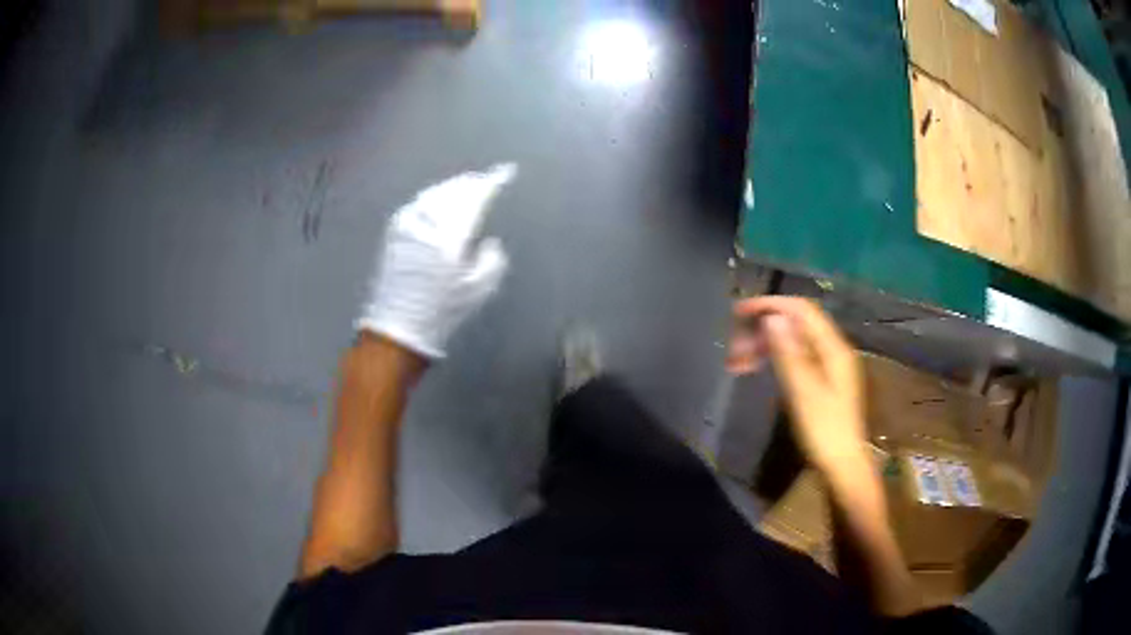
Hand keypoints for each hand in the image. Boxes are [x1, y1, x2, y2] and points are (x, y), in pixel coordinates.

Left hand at [356, 163, 516, 358]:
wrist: (396, 329)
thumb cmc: (441, 312)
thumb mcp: (479, 291)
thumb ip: (492, 260)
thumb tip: (488, 242)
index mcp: (450, 234)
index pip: (475, 196)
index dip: (492, 181)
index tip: (506, 172)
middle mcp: (427, 222)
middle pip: (453, 190)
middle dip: (472, 182)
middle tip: (487, 179)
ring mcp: (407, 224)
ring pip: (434, 193)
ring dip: (453, 187)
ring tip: (466, 186)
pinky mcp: (394, 232)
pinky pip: (419, 203)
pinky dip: (434, 196)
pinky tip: (439, 201)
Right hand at [728, 296, 866, 473]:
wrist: (842, 464)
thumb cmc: (825, 430)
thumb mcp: (804, 392)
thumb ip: (789, 353)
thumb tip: (772, 318)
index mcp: (833, 348)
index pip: (801, 310)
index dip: (771, 305)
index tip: (739, 312)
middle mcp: (832, 349)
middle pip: (795, 325)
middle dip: (763, 330)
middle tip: (733, 348)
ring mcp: (827, 364)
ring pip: (792, 342)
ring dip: (764, 345)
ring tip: (737, 361)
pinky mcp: (820, 379)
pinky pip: (794, 357)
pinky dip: (773, 358)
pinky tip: (757, 368)